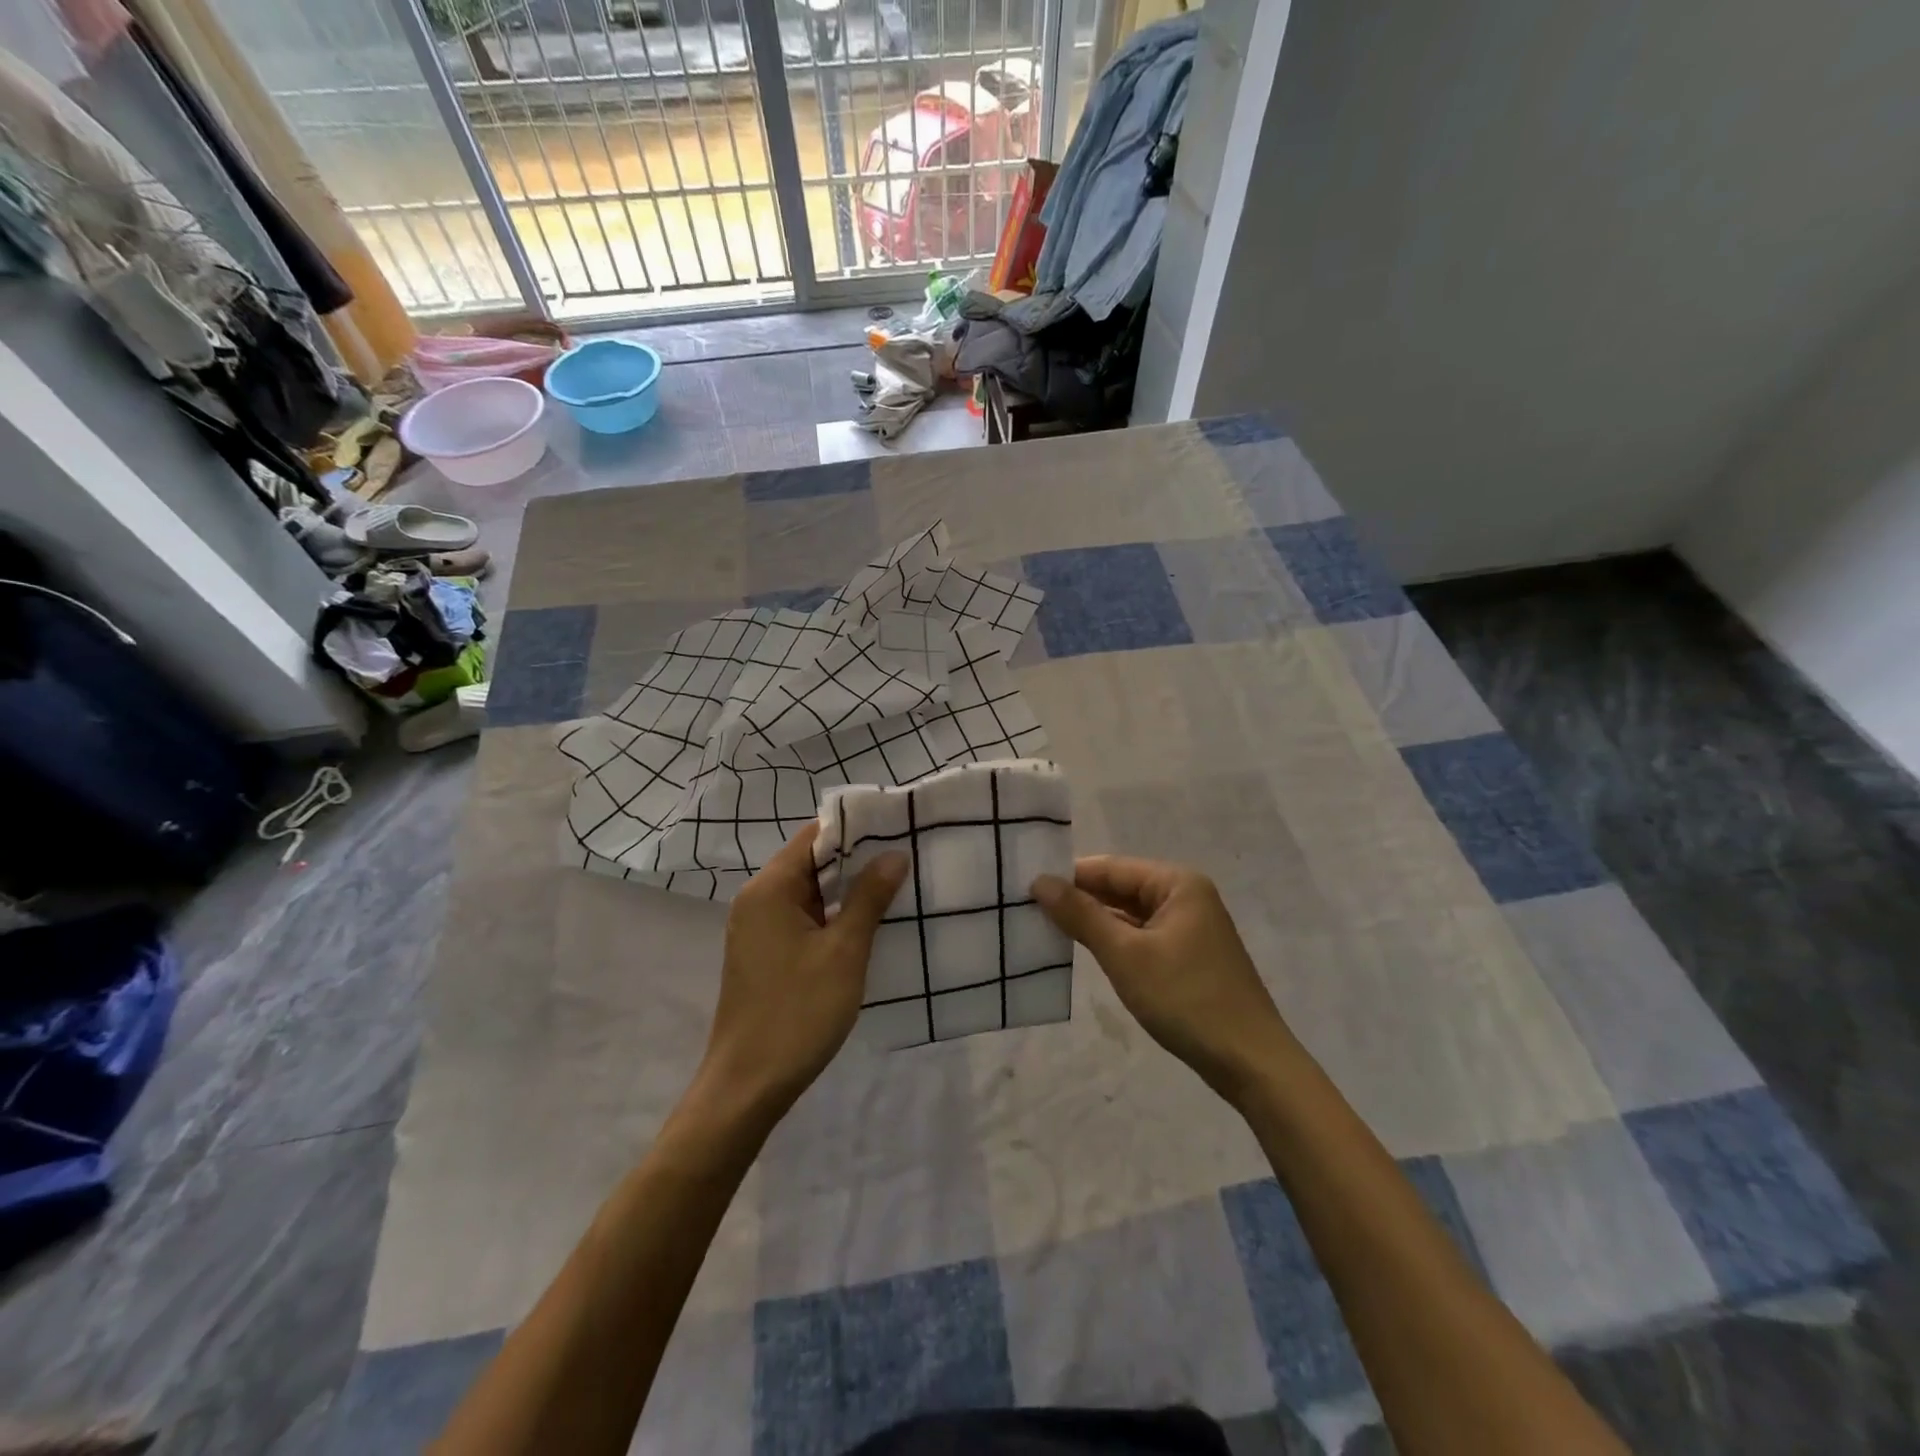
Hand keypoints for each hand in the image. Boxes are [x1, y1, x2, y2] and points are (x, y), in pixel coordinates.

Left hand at [699, 823, 909, 1118]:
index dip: (854, 828)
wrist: (747, 1085)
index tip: (896, 826)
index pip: (813, 836)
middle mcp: (757, 900)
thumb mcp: (844, 952)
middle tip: (906, 855)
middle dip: (856, 858)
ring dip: (847, 890)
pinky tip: (868, 923)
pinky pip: (802, 918)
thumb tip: (893, 854)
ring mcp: (758, 929)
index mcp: (769, 889)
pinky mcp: (764, 954)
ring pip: (809, 893)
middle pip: (810, 862)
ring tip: (896, 885)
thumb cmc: (797, 1012)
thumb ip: (868, 897)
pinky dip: (832, 915)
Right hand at [1033, 856, 1297, 1103]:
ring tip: (1046, 928)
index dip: (1069, 875)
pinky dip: (1114, 943)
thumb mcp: (1126, 955)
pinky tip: (1085, 952)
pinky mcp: (1188, 957)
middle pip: (1121, 888)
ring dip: (1094, 923)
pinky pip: (1142, 938)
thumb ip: (1081, 915)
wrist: (1251, 1063)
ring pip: (1130, 915)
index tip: (1026, 886)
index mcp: (1177, 884)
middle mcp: (1186, 897)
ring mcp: (1190, 929)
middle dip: (1079, 899)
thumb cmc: (1186, 999)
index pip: (1111, 867)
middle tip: (1028, 908)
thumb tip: (1040, 881)